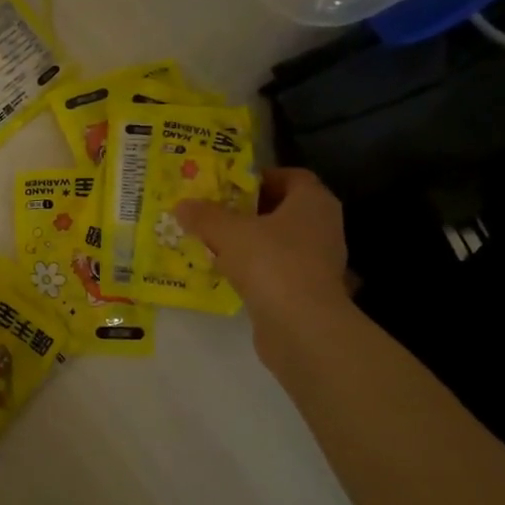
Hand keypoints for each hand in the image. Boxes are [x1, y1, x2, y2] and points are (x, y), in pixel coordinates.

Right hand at [175, 168, 352, 342]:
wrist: (301, 327)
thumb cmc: (271, 263)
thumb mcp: (228, 232)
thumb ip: (204, 216)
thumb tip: (182, 205)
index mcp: (313, 202)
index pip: (291, 177)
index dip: (260, 177)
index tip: (228, 185)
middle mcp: (323, 227)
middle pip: (282, 209)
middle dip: (247, 210)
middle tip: (213, 212)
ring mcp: (318, 262)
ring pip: (278, 241)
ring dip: (248, 241)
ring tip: (213, 242)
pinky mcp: (308, 291)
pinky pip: (276, 269)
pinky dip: (253, 268)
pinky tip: (225, 272)